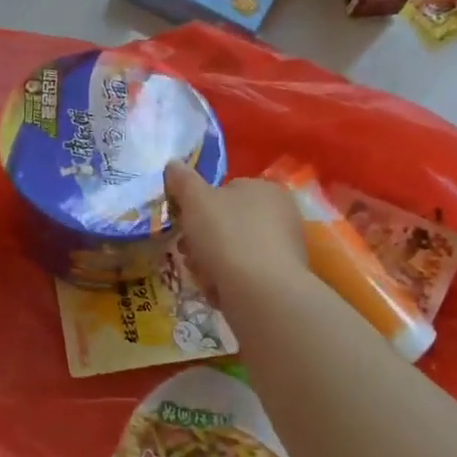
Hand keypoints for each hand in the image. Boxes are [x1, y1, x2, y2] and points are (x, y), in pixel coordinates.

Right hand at [163, 162, 307, 307]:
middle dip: (201, 237)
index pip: (226, 189)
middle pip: (227, 222)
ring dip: (209, 261)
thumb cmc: (228, 236)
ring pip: (232, 250)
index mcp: (266, 189)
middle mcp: (281, 215)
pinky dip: (227, 281)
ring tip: (200, 273)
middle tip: (185, 250)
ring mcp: (284, 249)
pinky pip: (244, 275)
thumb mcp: (195, 199)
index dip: (199, 204)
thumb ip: (182, 180)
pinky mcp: (280, 280)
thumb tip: (173, 163)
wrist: (261, 293)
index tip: (183, 220)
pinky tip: (217, 289)